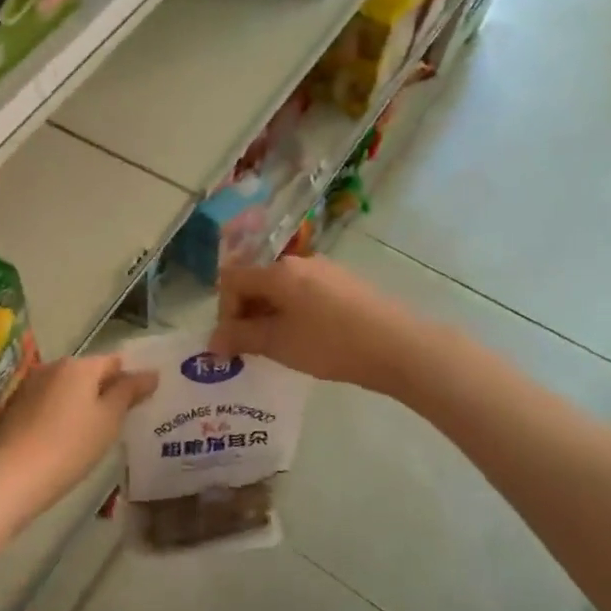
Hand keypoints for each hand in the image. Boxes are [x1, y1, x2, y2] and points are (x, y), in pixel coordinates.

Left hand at [0, 355, 156, 530]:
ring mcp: (30, 386)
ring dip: (81, 403)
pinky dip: (60, 414)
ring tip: (94, 432)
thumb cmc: (70, 445)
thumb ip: (129, 392)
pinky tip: (65, 439)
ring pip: (66, 388)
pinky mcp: (15, 407)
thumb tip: (151, 372)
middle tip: (121, 419)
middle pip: (88, 373)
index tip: (142, 401)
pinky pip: (48, 403)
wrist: (11, 475)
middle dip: (104, 390)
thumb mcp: (108, 420)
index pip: (114, 361)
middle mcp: (53, 367)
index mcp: (79, 365)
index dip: (130, 378)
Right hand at [210, 256, 422, 392]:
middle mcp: (298, 262)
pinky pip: (304, 294)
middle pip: (257, 282)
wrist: (398, 346)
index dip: (224, 311)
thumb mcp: (278, 343)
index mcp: (278, 271)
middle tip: (251, 348)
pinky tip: (307, 339)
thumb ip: (241, 338)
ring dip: (270, 315)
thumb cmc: (330, 343)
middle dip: (246, 314)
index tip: (233, 343)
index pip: (232, 280)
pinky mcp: (344, 284)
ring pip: (281, 290)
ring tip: (278, 347)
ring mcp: (324, 271)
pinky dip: (293, 313)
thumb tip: (212, 341)